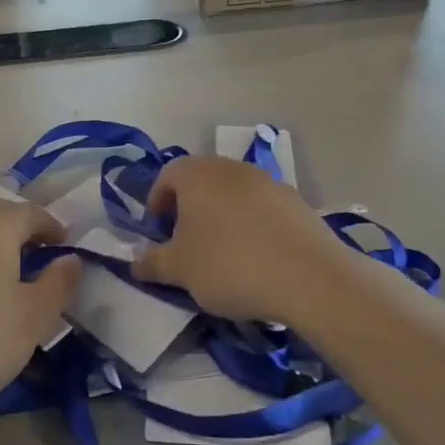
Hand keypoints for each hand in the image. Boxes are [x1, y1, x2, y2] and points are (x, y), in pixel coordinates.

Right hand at [132, 157, 358, 325]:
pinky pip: (261, 207)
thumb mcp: (180, 270)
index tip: (158, 232)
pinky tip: (257, 255)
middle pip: (200, 180)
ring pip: (232, 192)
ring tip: (223, 251)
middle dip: (189, 207)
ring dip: (221, 214)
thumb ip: (152, 262)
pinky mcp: (295, 200)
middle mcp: (230, 168)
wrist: (309, 277)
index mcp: (196, 175)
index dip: (156, 203)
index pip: (166, 176)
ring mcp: (267, 180)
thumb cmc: (229, 266)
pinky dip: (251, 223)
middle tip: (186, 241)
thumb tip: (135, 262)